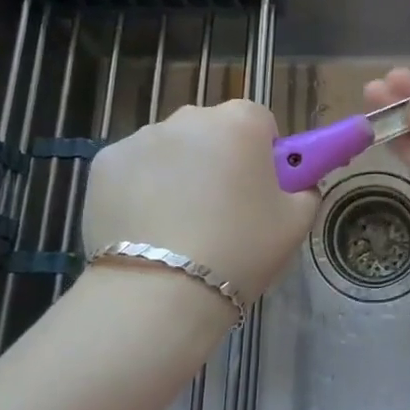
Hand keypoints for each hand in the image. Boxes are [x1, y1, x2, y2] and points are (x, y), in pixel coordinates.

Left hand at [83, 99, 317, 306]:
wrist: (160, 291)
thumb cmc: (239, 251)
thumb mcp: (295, 224)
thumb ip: (305, 190)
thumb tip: (297, 184)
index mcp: (240, 122)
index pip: (259, 121)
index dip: (262, 154)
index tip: (259, 189)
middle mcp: (190, 117)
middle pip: (212, 131)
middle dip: (218, 159)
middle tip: (221, 211)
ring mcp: (142, 137)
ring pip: (170, 149)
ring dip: (177, 173)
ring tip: (178, 227)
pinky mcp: (104, 162)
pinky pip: (134, 169)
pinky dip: (139, 188)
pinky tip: (145, 228)